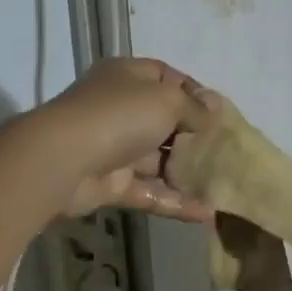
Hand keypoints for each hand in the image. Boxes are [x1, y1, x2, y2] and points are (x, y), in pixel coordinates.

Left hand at [39, 57, 213, 221]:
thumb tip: (215, 110)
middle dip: (196, 137)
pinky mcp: (112, 185)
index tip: (221, 114)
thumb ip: (194, 107)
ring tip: (223, 185)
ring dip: (188, 173)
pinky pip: (150, 192)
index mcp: (129, 78)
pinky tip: (207, 212)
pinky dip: (176, 202)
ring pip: (159, 161)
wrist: (63, 160)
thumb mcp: (166, 100)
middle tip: (228, 152)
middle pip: (166, 121)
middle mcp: (121, 109)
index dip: (195, 93)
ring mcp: (116, 148)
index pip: (167, 78)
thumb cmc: (119, 116)